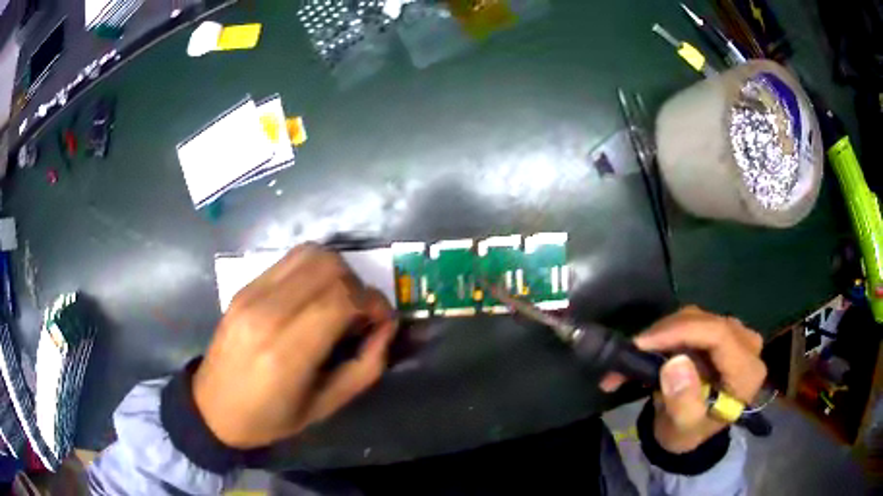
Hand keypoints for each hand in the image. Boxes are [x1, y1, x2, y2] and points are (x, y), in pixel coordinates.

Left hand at [193, 244, 397, 448]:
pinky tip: (313, 297)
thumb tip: (386, 327)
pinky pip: (290, 260)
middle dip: (358, 285)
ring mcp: (251, 293)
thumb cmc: (271, 417)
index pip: (342, 298)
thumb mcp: (326, 406)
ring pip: (310, 253)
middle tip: (360, 314)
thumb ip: (365, 367)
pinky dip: (314, 270)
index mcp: (286, 352)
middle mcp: (266, 312)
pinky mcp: (244, 286)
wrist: (214, 406)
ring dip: (336, 272)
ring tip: (338, 301)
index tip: (382, 322)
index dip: (374, 304)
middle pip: (329, 266)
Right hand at [600, 306, 765, 452]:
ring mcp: (737, 335)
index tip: (643, 343)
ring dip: (664, 333)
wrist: (692, 431)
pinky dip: (668, 333)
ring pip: (697, 318)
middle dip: (666, 333)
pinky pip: (693, 321)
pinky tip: (651, 347)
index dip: (681, 332)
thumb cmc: (689, 433)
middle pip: (707, 322)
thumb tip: (675, 363)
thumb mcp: (683, 428)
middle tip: (633, 350)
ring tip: (637, 353)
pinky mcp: (723, 331)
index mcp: (747, 372)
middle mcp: (748, 346)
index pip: (718, 335)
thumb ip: (683, 401)